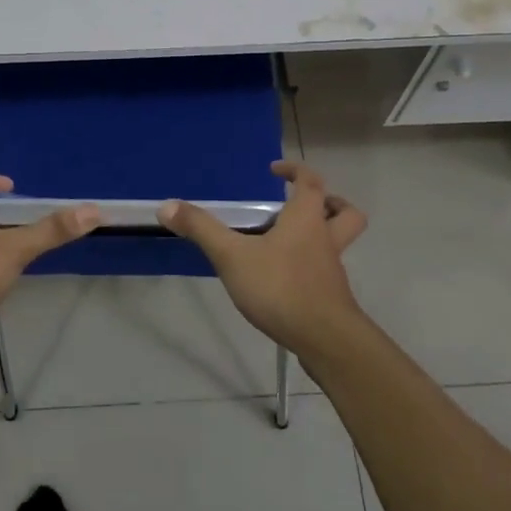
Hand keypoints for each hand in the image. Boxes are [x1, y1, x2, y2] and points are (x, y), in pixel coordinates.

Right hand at [158, 160, 366, 353]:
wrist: (325, 340)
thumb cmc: (280, 287)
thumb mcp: (232, 256)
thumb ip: (201, 230)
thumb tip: (166, 205)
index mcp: (306, 219)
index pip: (310, 181)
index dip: (296, 170)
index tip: (276, 170)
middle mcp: (325, 239)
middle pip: (344, 212)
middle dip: (329, 203)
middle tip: (304, 205)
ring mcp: (332, 270)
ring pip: (339, 243)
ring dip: (323, 235)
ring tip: (291, 242)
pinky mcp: (332, 298)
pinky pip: (328, 273)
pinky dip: (313, 268)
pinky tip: (287, 281)